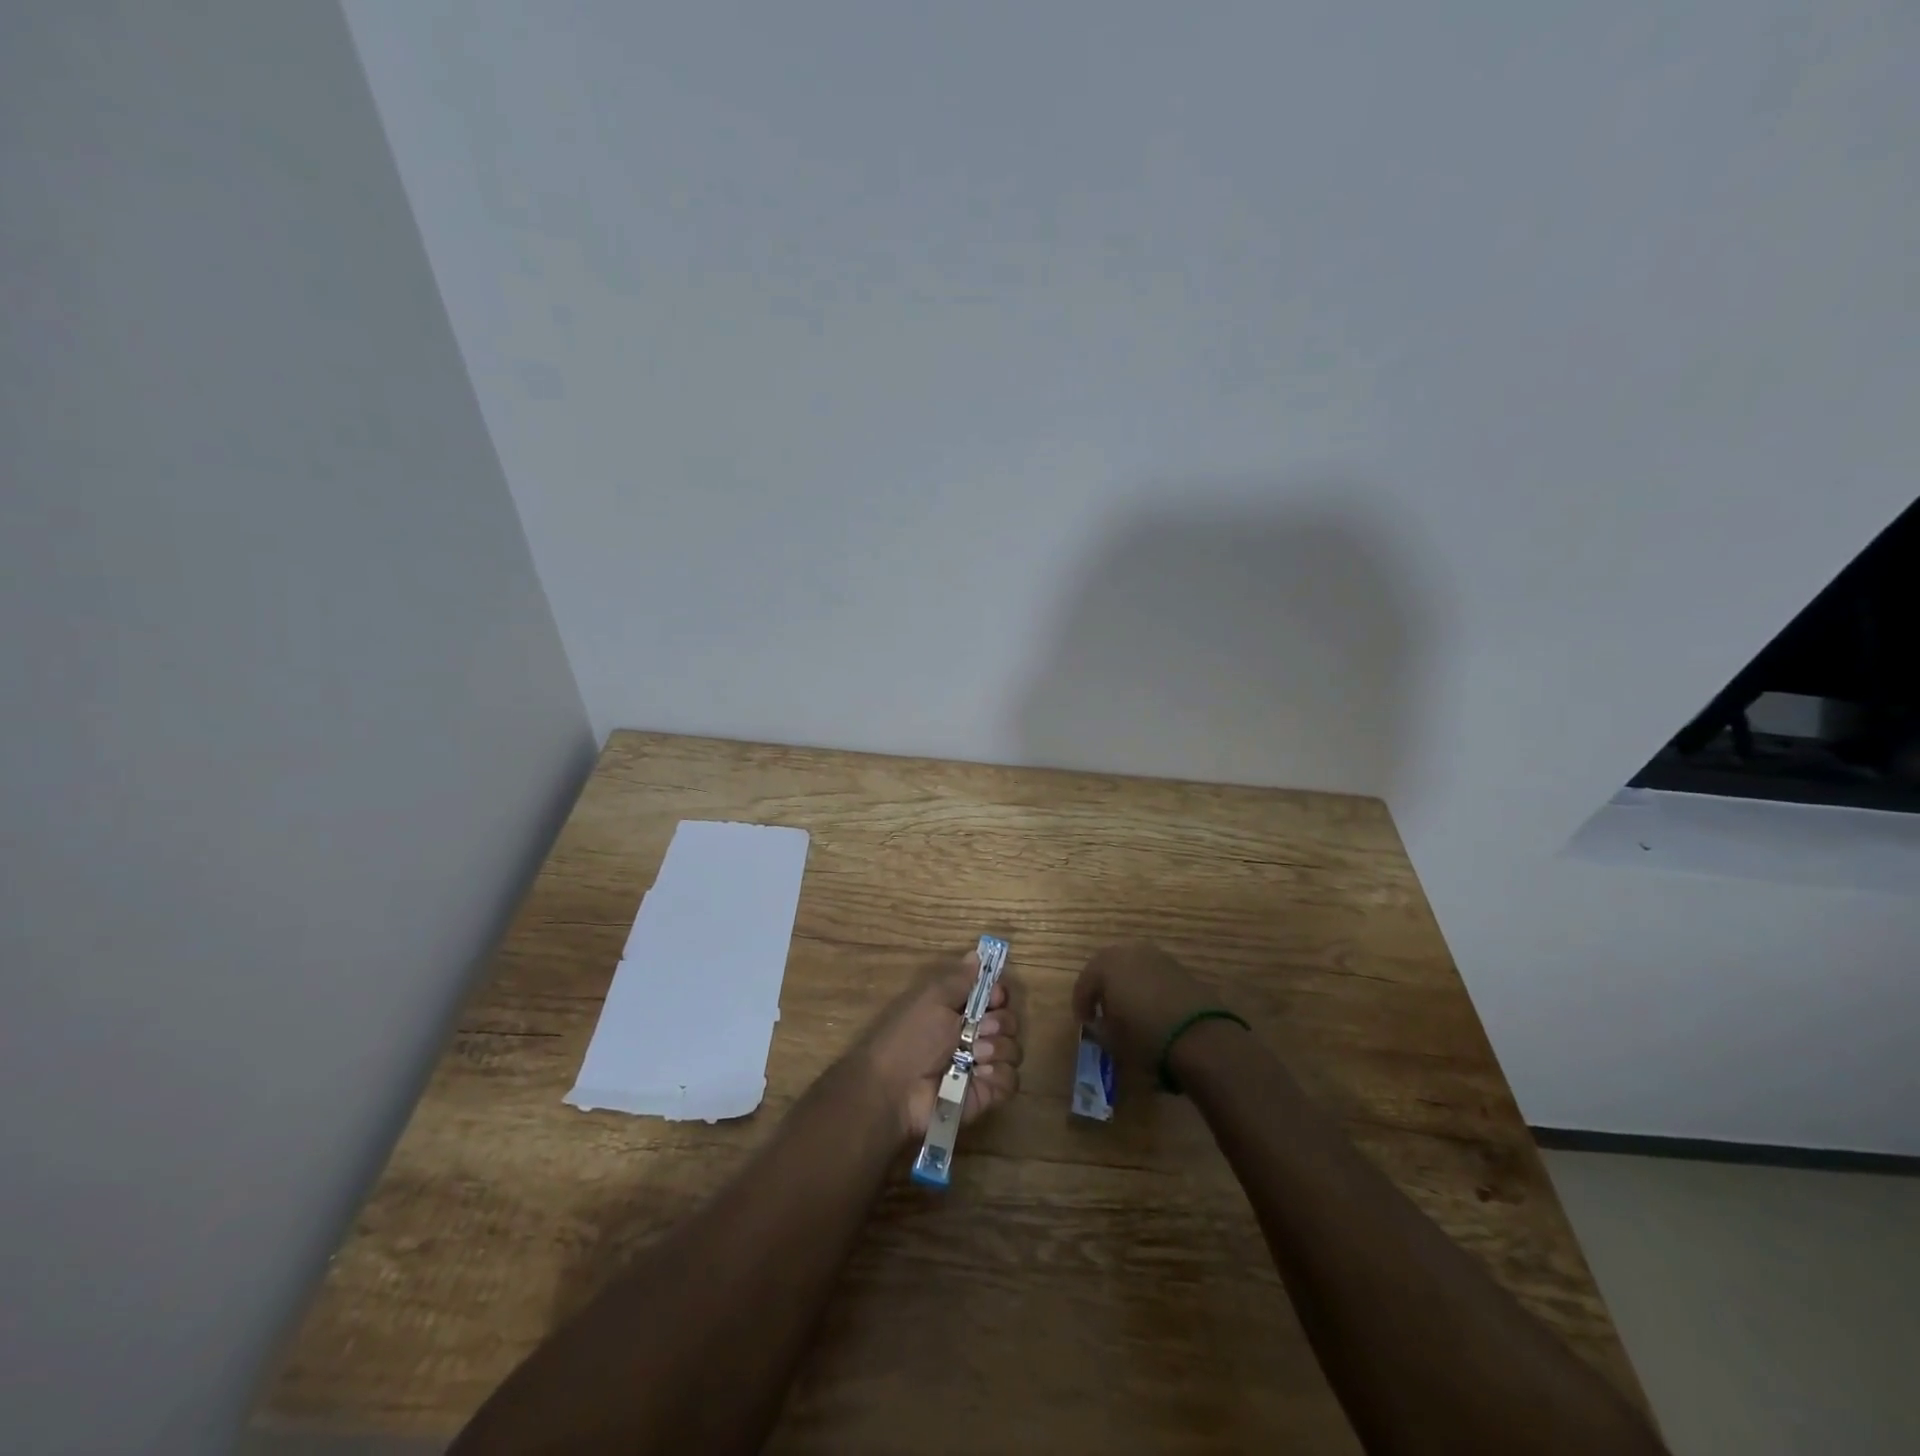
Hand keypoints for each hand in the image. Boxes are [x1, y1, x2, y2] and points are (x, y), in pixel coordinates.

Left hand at [858, 952, 1021, 1139]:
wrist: (895, 1089)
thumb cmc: (911, 1037)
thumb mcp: (932, 1000)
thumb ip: (959, 979)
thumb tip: (976, 954)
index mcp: (960, 1011)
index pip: (996, 997)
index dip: (999, 994)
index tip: (994, 997)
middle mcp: (974, 1036)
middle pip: (1010, 1022)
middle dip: (999, 1022)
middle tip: (980, 1029)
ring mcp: (982, 1066)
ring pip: (1013, 1050)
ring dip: (998, 1048)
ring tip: (975, 1054)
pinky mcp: (987, 1093)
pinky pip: (1010, 1080)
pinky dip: (998, 1075)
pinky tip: (979, 1074)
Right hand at [1072, 941, 1233, 1074]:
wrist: (1200, 1037)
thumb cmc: (1145, 1037)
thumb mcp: (1112, 1040)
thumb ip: (1098, 1028)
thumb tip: (1096, 1023)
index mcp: (1105, 964)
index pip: (1084, 983)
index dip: (1081, 1005)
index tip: (1084, 1024)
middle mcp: (1129, 951)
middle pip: (1107, 968)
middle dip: (1102, 989)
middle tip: (1102, 1012)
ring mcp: (1157, 956)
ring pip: (1132, 968)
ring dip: (1126, 986)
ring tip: (1128, 1011)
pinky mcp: (1179, 968)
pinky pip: (1153, 975)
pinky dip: (1147, 988)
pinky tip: (1151, 1009)